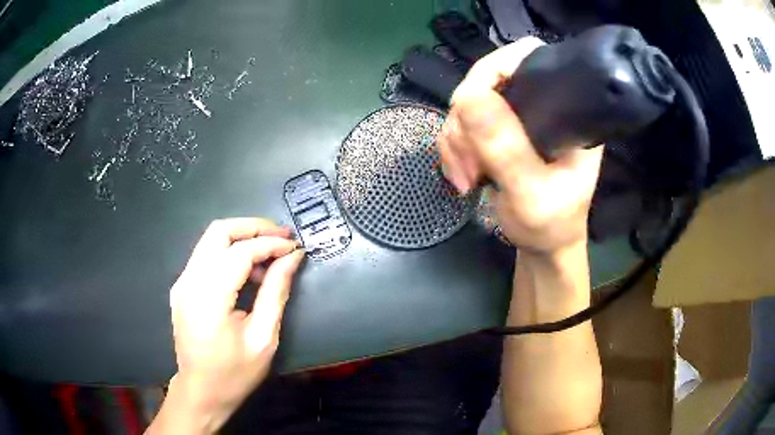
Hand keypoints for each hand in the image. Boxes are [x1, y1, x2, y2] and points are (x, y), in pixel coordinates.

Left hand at [167, 218, 303, 431]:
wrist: (201, 391)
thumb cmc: (234, 374)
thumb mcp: (263, 338)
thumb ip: (276, 292)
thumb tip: (292, 258)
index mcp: (208, 299)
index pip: (240, 252)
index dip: (271, 244)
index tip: (295, 247)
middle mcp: (189, 282)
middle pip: (219, 231)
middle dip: (254, 227)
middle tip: (282, 237)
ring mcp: (182, 282)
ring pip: (211, 239)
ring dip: (243, 239)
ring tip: (270, 260)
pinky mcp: (182, 286)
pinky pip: (207, 256)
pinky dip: (230, 253)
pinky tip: (249, 272)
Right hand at [439, 37, 603, 254]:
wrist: (543, 246)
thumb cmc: (550, 225)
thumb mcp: (531, 193)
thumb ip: (505, 148)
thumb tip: (468, 96)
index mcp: (566, 110)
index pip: (528, 58)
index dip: (493, 70)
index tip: (471, 106)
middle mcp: (541, 105)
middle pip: (487, 80)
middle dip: (466, 120)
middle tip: (469, 163)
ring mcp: (518, 118)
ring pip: (468, 105)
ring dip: (456, 140)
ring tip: (465, 177)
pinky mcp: (499, 133)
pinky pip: (461, 125)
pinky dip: (453, 148)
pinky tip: (461, 174)